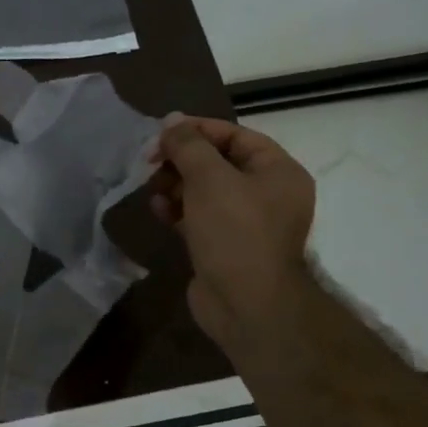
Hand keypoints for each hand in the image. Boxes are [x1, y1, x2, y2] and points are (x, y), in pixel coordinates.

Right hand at [148, 116, 316, 349]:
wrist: (247, 305)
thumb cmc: (235, 232)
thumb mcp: (210, 179)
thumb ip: (188, 145)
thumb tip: (171, 121)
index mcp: (278, 171)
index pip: (234, 136)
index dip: (196, 130)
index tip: (160, 133)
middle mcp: (267, 194)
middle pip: (218, 162)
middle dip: (181, 160)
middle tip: (149, 161)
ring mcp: (246, 222)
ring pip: (205, 190)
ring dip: (175, 184)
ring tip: (150, 186)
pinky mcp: (224, 245)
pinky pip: (198, 216)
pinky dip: (178, 209)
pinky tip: (157, 210)